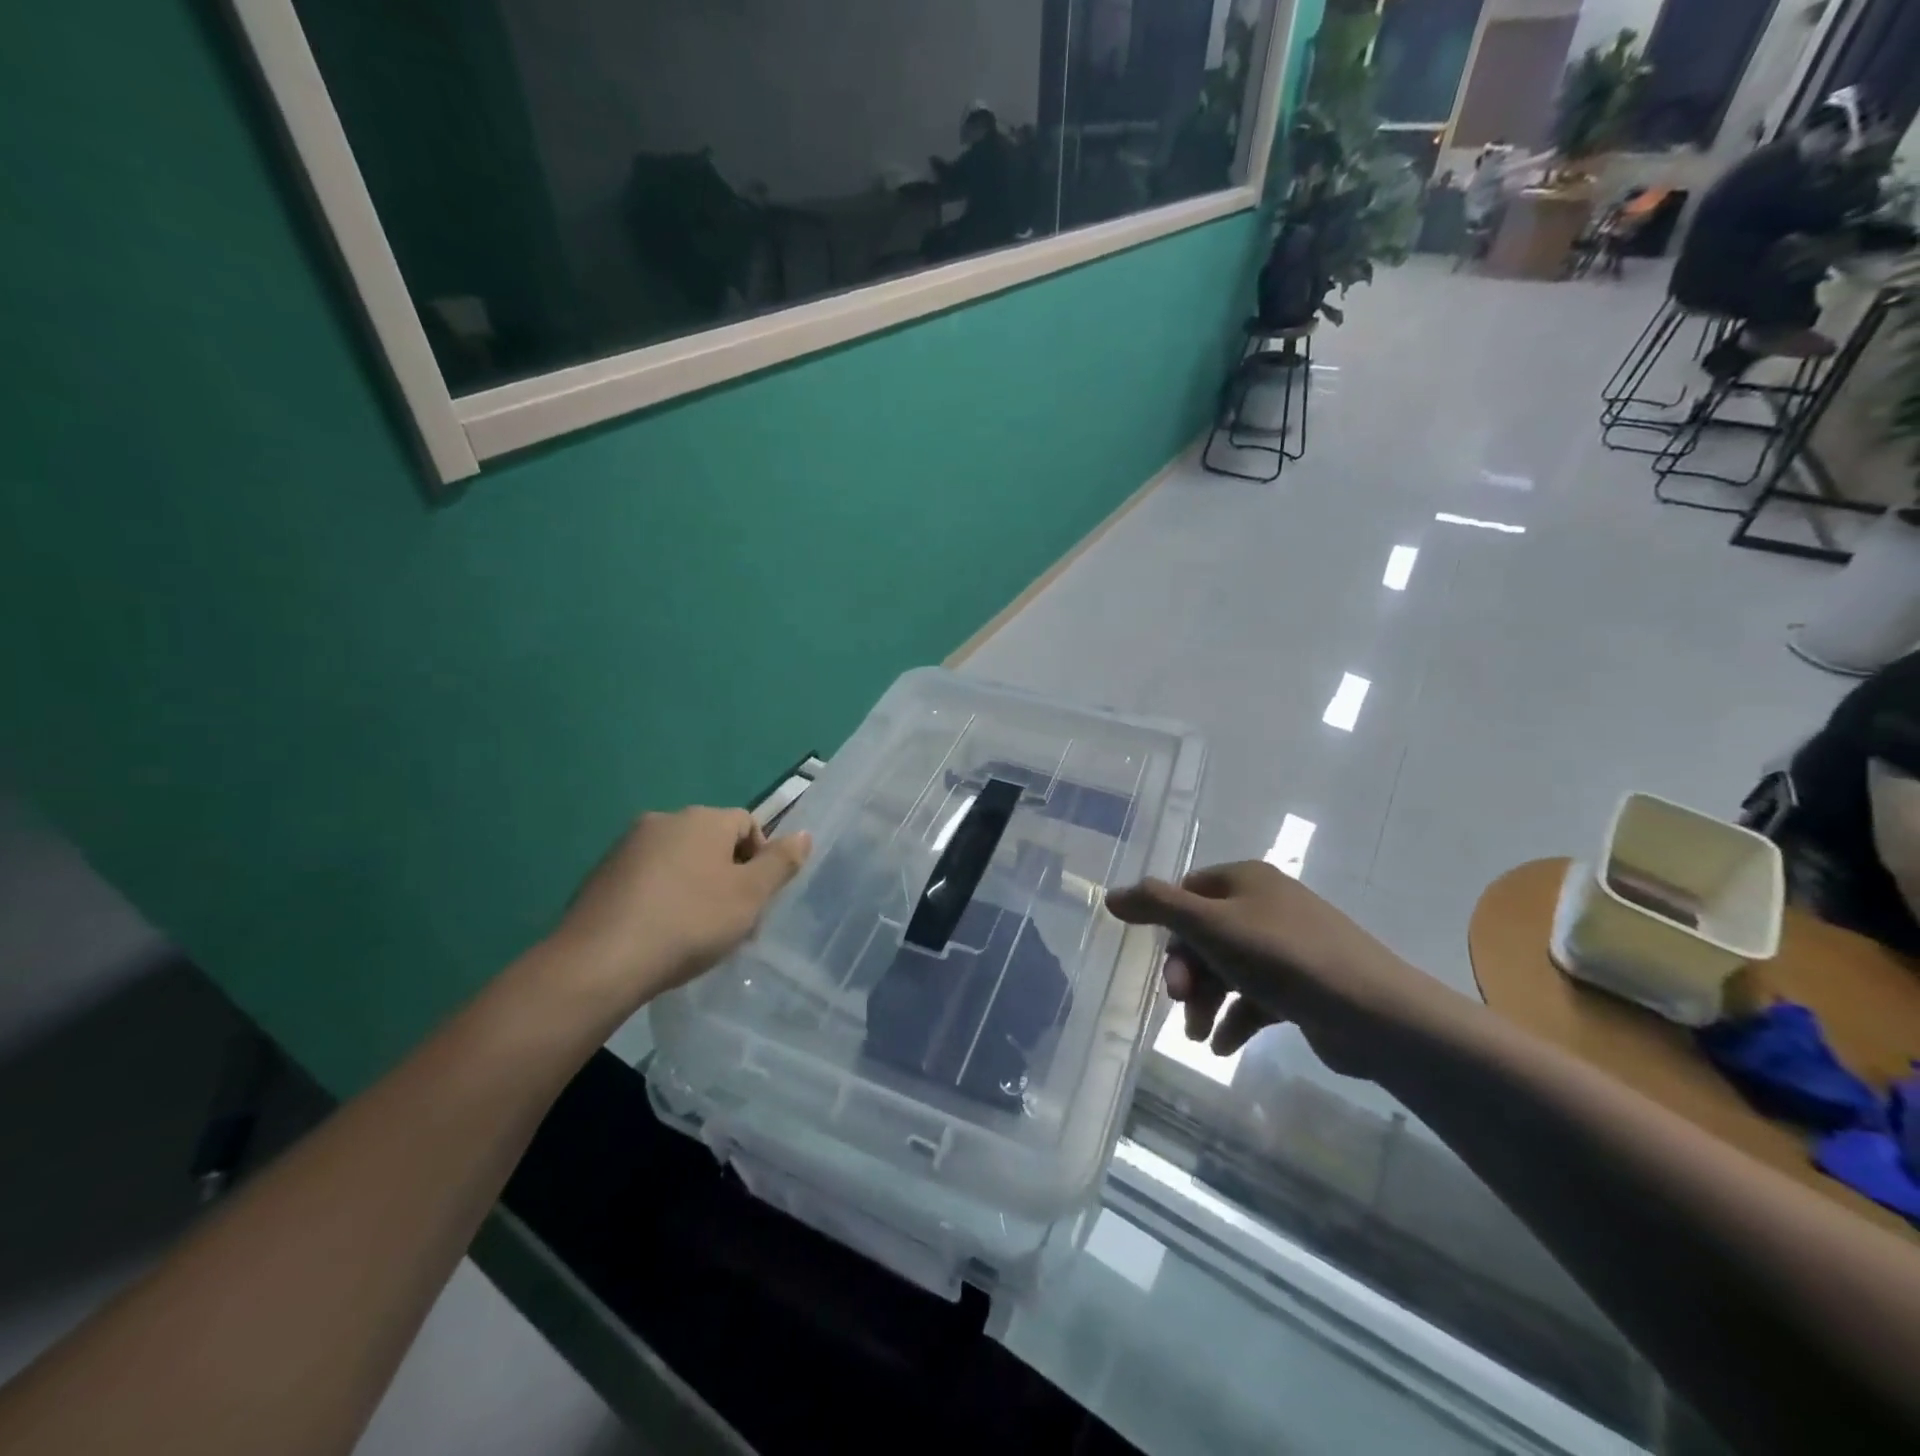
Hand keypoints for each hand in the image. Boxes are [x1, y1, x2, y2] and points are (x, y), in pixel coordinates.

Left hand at [544, 807, 810, 1007]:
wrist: (600, 961)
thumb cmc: (689, 923)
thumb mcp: (750, 896)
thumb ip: (781, 863)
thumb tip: (804, 834)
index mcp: (703, 819)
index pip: (747, 824)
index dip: (761, 859)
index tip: (758, 900)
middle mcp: (664, 820)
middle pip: (711, 842)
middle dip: (728, 876)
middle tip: (732, 920)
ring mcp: (627, 847)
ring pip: (678, 861)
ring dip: (695, 887)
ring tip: (695, 933)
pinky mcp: (600, 875)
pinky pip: (646, 879)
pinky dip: (661, 898)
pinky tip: (659, 934)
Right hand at [1105, 861, 1466, 1078]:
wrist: (1373, 1013)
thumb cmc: (1282, 958)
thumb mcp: (1209, 925)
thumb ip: (1156, 906)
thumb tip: (1111, 896)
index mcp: (1246, 880)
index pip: (1188, 892)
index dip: (1168, 926)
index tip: (1163, 964)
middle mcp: (1266, 906)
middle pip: (1205, 934)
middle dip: (1188, 973)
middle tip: (1181, 1003)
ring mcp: (1288, 947)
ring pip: (1228, 969)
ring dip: (1207, 1002)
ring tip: (1198, 1037)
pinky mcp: (1303, 986)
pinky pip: (1256, 998)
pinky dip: (1236, 1020)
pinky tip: (1225, 1048)